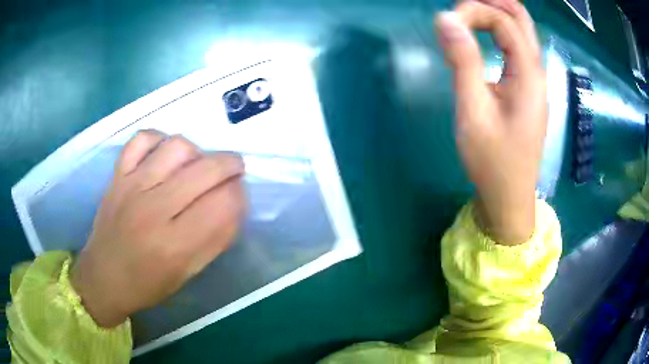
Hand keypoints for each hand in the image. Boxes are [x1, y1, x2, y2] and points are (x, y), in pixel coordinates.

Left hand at [71, 130, 245, 326]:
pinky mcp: (118, 175)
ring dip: (198, 152)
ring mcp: (132, 187)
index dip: (240, 195)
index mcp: (175, 246)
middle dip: (231, 165)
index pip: (224, 204)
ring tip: (197, 165)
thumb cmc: (147, 284)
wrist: (103, 277)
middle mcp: (154, 211)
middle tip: (234, 171)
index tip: (239, 196)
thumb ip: (215, 239)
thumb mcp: (187, 274)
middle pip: (206, 170)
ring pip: (177, 147)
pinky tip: (165, 154)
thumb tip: (234, 204)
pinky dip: (160, 139)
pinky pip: (143, 139)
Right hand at [435, 0, 546, 244]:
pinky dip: (499, 32)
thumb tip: (445, 19)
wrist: (509, 197)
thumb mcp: (473, 111)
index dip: (475, 11)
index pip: (505, 22)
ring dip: (497, 15)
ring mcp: (534, 81)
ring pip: (522, 33)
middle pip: (522, 20)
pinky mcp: (526, 90)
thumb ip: (462, 62)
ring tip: (468, 13)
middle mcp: (537, 72)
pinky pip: (517, 48)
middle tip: (462, 6)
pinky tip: (482, 36)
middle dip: (492, 3)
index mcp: (529, 75)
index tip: (446, 23)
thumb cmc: (492, 161)